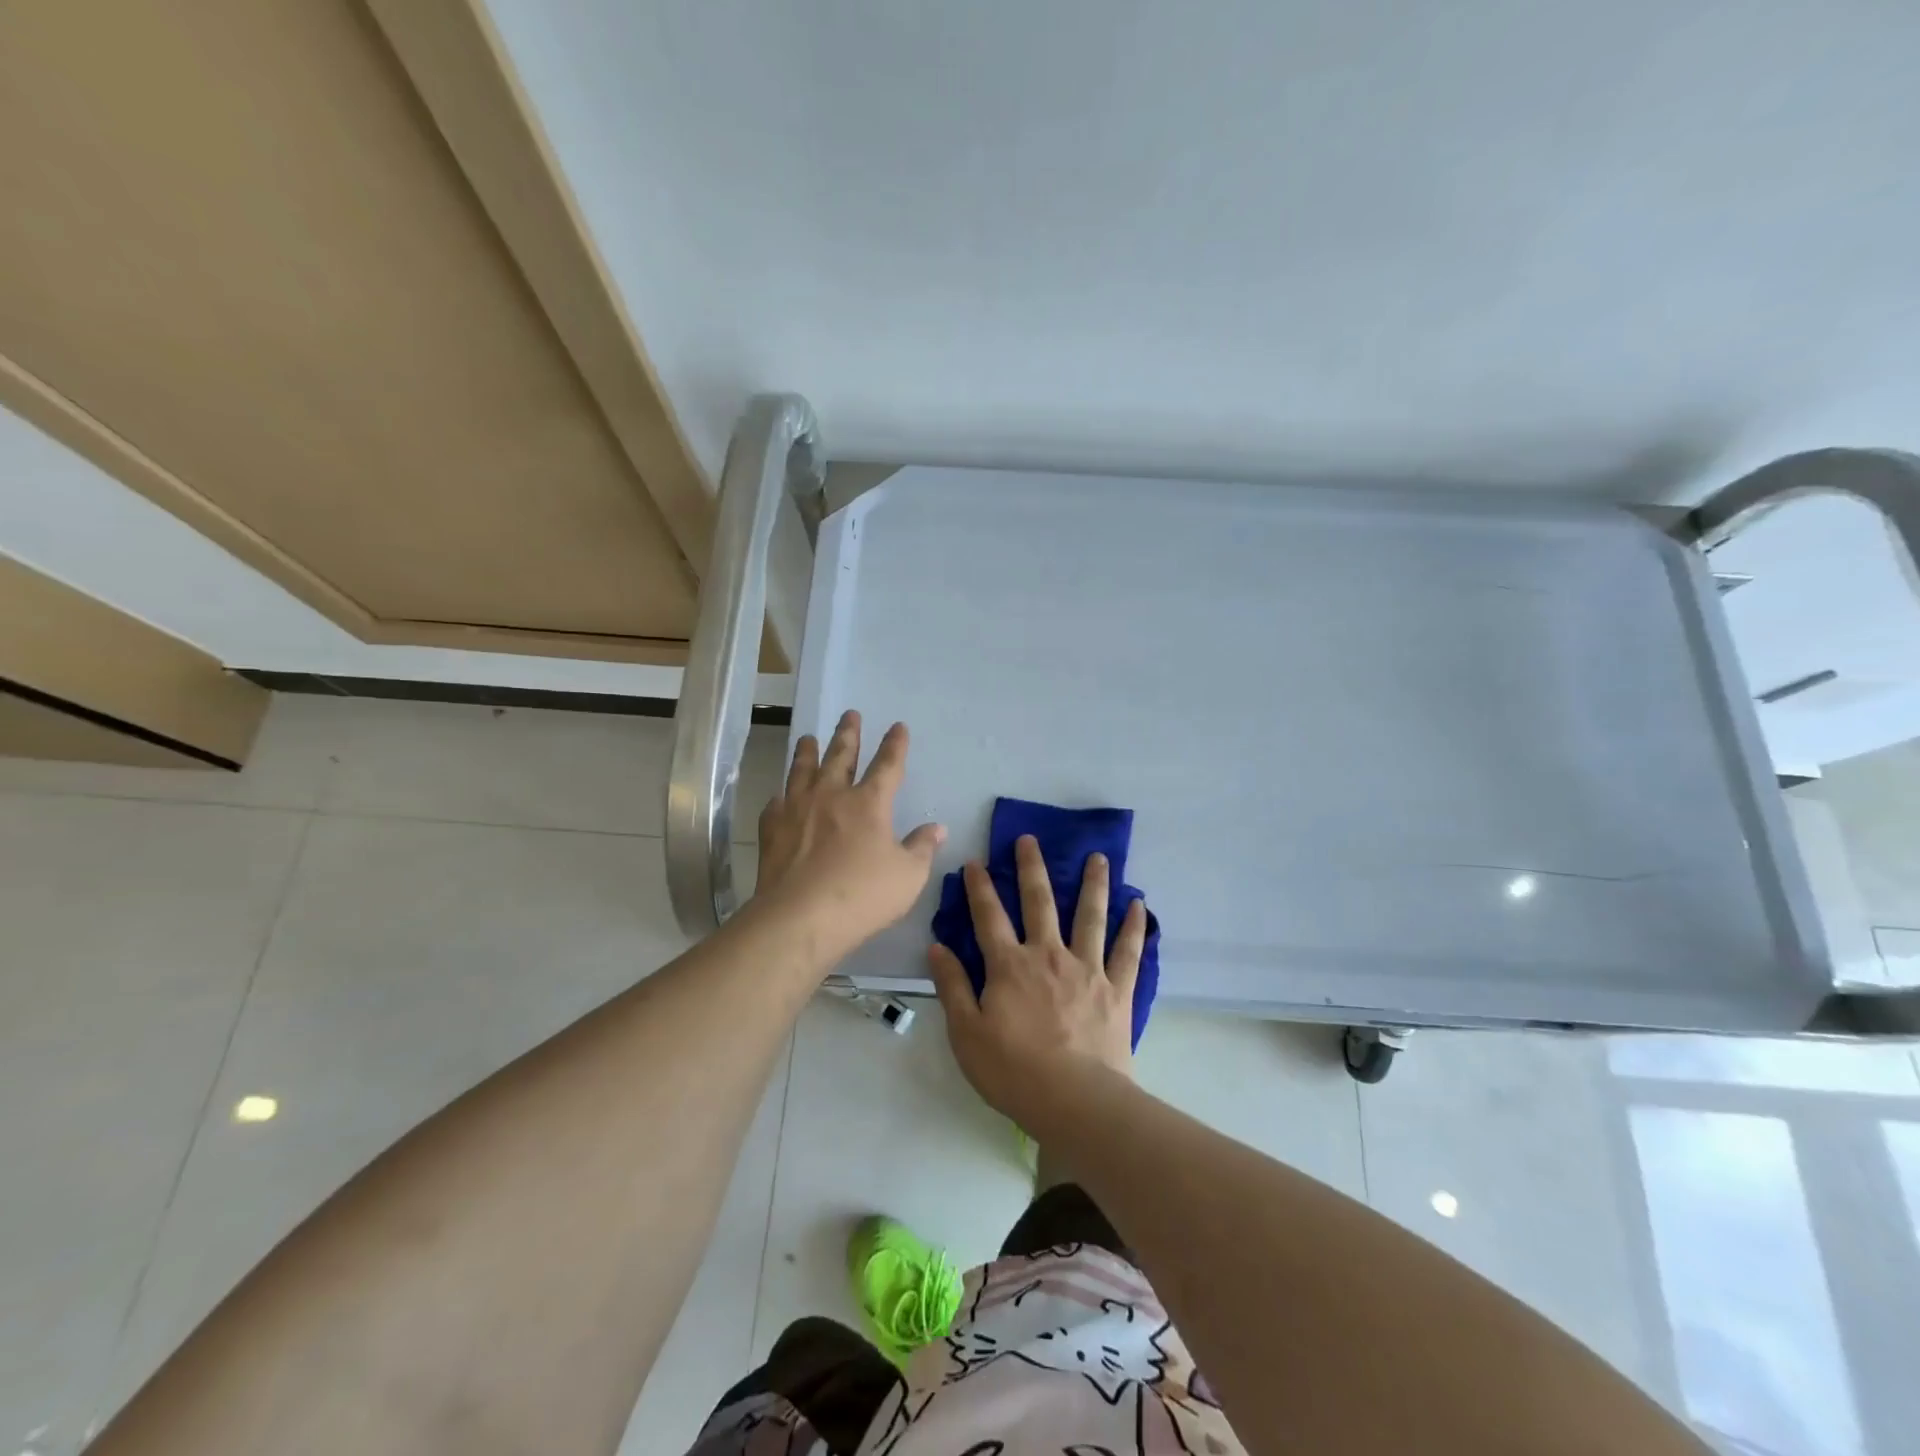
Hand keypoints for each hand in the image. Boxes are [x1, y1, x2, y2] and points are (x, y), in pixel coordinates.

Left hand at [753, 710, 945, 968]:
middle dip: (848, 734)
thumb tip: (936, 828)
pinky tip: (780, 796)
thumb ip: (922, 848)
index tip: (898, 726)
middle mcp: (831, 796)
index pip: (887, 765)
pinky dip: (781, 795)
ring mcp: (797, 809)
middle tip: (849, 714)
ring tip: (808, 738)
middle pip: (840, 755)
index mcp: (869, 803)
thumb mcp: (908, 876)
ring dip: (807, 752)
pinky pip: (776, 803)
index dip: (895, 745)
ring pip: (802, 770)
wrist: (800, 918)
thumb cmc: (862, 896)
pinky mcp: (772, 830)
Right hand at [928, 835, 1147, 1123]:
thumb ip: (952, 987)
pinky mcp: (1117, 989)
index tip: (976, 861)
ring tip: (1097, 856)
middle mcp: (1048, 955)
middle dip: (1031, 868)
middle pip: (1039, 902)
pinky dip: (1135, 927)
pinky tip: (1140, 904)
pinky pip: (1128, 951)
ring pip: (1090, 916)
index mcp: (1009, 966)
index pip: (989, 917)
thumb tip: (936, 947)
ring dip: (1092, 883)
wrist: (1075, 1101)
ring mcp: (1087, 969)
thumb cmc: (1013, 1071)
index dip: (980, 887)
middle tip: (1030, 839)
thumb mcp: (966, 1033)